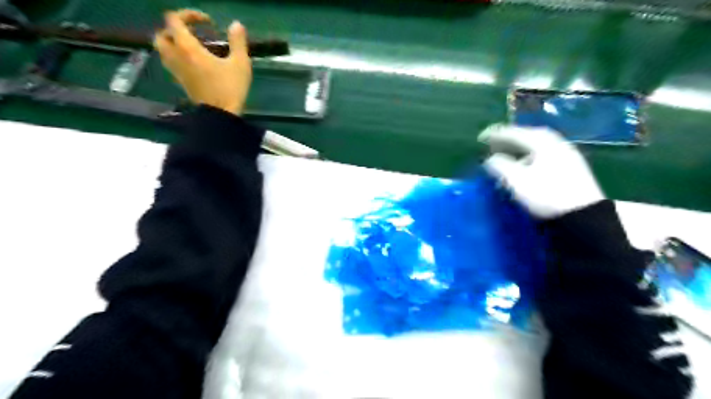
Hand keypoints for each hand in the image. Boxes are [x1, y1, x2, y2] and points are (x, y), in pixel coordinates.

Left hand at [155, 9, 250, 115]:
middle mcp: (176, 56)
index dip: (189, 15)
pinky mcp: (181, 82)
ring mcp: (176, 71)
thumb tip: (236, 25)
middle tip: (193, 33)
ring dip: (174, 43)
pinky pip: (171, 63)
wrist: (221, 115)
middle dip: (175, 29)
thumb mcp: (240, 63)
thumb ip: (238, 42)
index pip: (174, 20)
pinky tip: (195, 63)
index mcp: (188, 48)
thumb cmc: (230, 88)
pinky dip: (178, 57)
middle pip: (162, 34)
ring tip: (193, 47)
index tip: (207, 22)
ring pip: (164, 50)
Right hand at [477, 123, 603, 217]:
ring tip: (507, 154)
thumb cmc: (546, 194)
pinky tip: (525, 165)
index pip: (514, 133)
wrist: (583, 215)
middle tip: (493, 144)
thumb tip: (489, 159)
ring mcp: (566, 154)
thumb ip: (500, 166)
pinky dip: (530, 156)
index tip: (480, 138)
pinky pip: (544, 154)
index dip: (495, 135)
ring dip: (519, 148)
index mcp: (543, 142)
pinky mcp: (571, 167)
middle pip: (528, 136)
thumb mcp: (517, 180)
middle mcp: (556, 143)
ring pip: (537, 146)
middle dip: (508, 139)